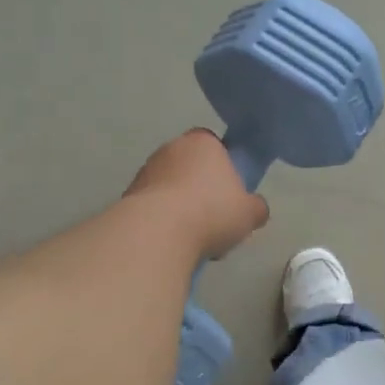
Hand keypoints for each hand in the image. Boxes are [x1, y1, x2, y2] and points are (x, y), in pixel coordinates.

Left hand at [124, 130, 269, 259]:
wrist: (158, 232)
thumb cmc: (212, 211)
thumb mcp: (251, 213)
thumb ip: (256, 207)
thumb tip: (255, 209)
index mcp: (203, 141)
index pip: (215, 146)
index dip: (224, 168)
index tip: (230, 193)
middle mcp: (171, 148)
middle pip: (191, 167)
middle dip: (201, 189)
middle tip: (215, 218)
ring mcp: (145, 170)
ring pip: (171, 187)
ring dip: (181, 206)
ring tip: (194, 238)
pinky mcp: (128, 195)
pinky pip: (153, 207)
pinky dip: (163, 221)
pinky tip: (173, 242)